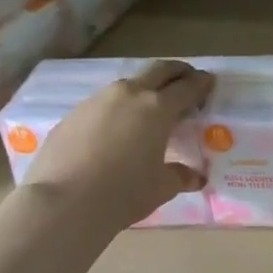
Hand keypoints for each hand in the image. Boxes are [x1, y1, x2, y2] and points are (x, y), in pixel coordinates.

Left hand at [23, 60, 214, 225]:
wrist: (63, 202)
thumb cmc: (123, 192)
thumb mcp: (162, 187)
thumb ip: (181, 176)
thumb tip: (194, 176)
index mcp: (158, 109)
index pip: (187, 87)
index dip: (202, 83)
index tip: (209, 82)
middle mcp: (129, 95)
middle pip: (159, 70)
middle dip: (177, 71)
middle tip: (187, 79)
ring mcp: (97, 101)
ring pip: (129, 84)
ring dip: (145, 89)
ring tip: (151, 108)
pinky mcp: (73, 114)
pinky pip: (104, 103)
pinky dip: (119, 108)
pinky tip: (118, 130)